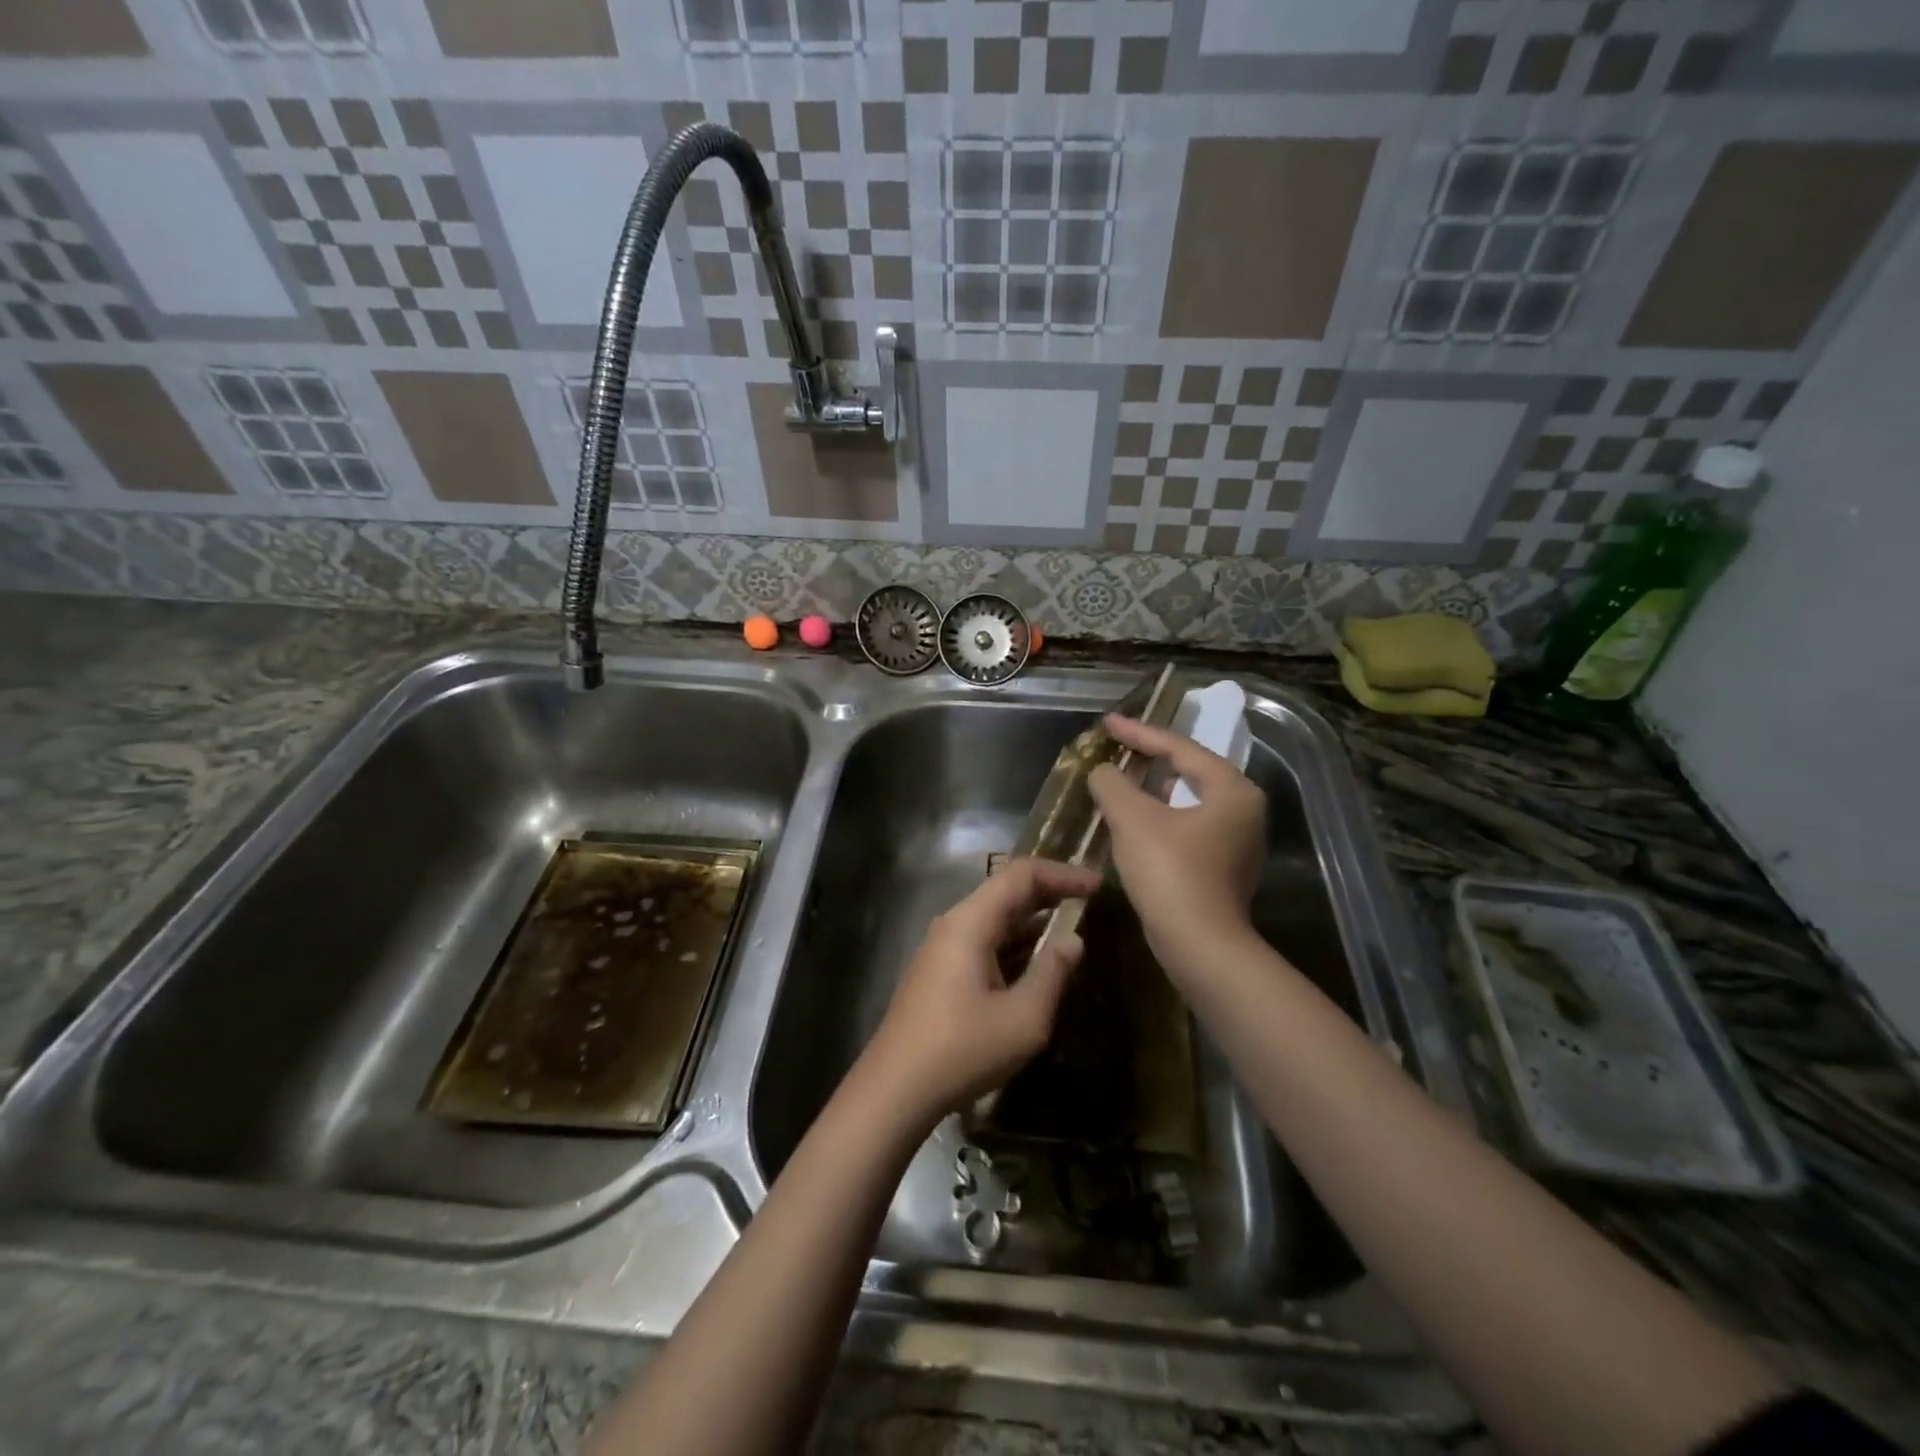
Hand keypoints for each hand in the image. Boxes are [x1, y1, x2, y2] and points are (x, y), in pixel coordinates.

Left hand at [863, 858, 1101, 1121]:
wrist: (895, 1089)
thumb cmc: (962, 1050)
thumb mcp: (1023, 1018)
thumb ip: (1053, 973)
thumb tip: (1073, 940)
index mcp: (970, 922)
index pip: (1021, 875)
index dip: (1062, 874)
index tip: (1097, 885)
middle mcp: (954, 925)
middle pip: (1006, 893)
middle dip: (1050, 894)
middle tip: (1090, 904)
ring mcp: (943, 949)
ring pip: (995, 921)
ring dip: (1034, 923)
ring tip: (1072, 933)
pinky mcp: (941, 973)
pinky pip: (985, 943)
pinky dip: (1016, 946)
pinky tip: (1038, 966)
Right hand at [1088, 714, 1266, 976]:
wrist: (1200, 946)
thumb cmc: (1170, 872)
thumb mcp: (1133, 819)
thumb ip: (1113, 785)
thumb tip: (1103, 772)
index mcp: (1233, 790)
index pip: (1181, 748)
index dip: (1140, 733)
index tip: (1108, 723)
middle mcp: (1244, 812)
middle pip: (1190, 772)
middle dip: (1151, 759)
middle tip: (1118, 747)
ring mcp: (1237, 844)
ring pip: (1188, 802)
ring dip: (1153, 792)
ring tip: (1122, 782)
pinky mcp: (1222, 870)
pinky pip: (1187, 829)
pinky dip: (1160, 819)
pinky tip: (1135, 823)